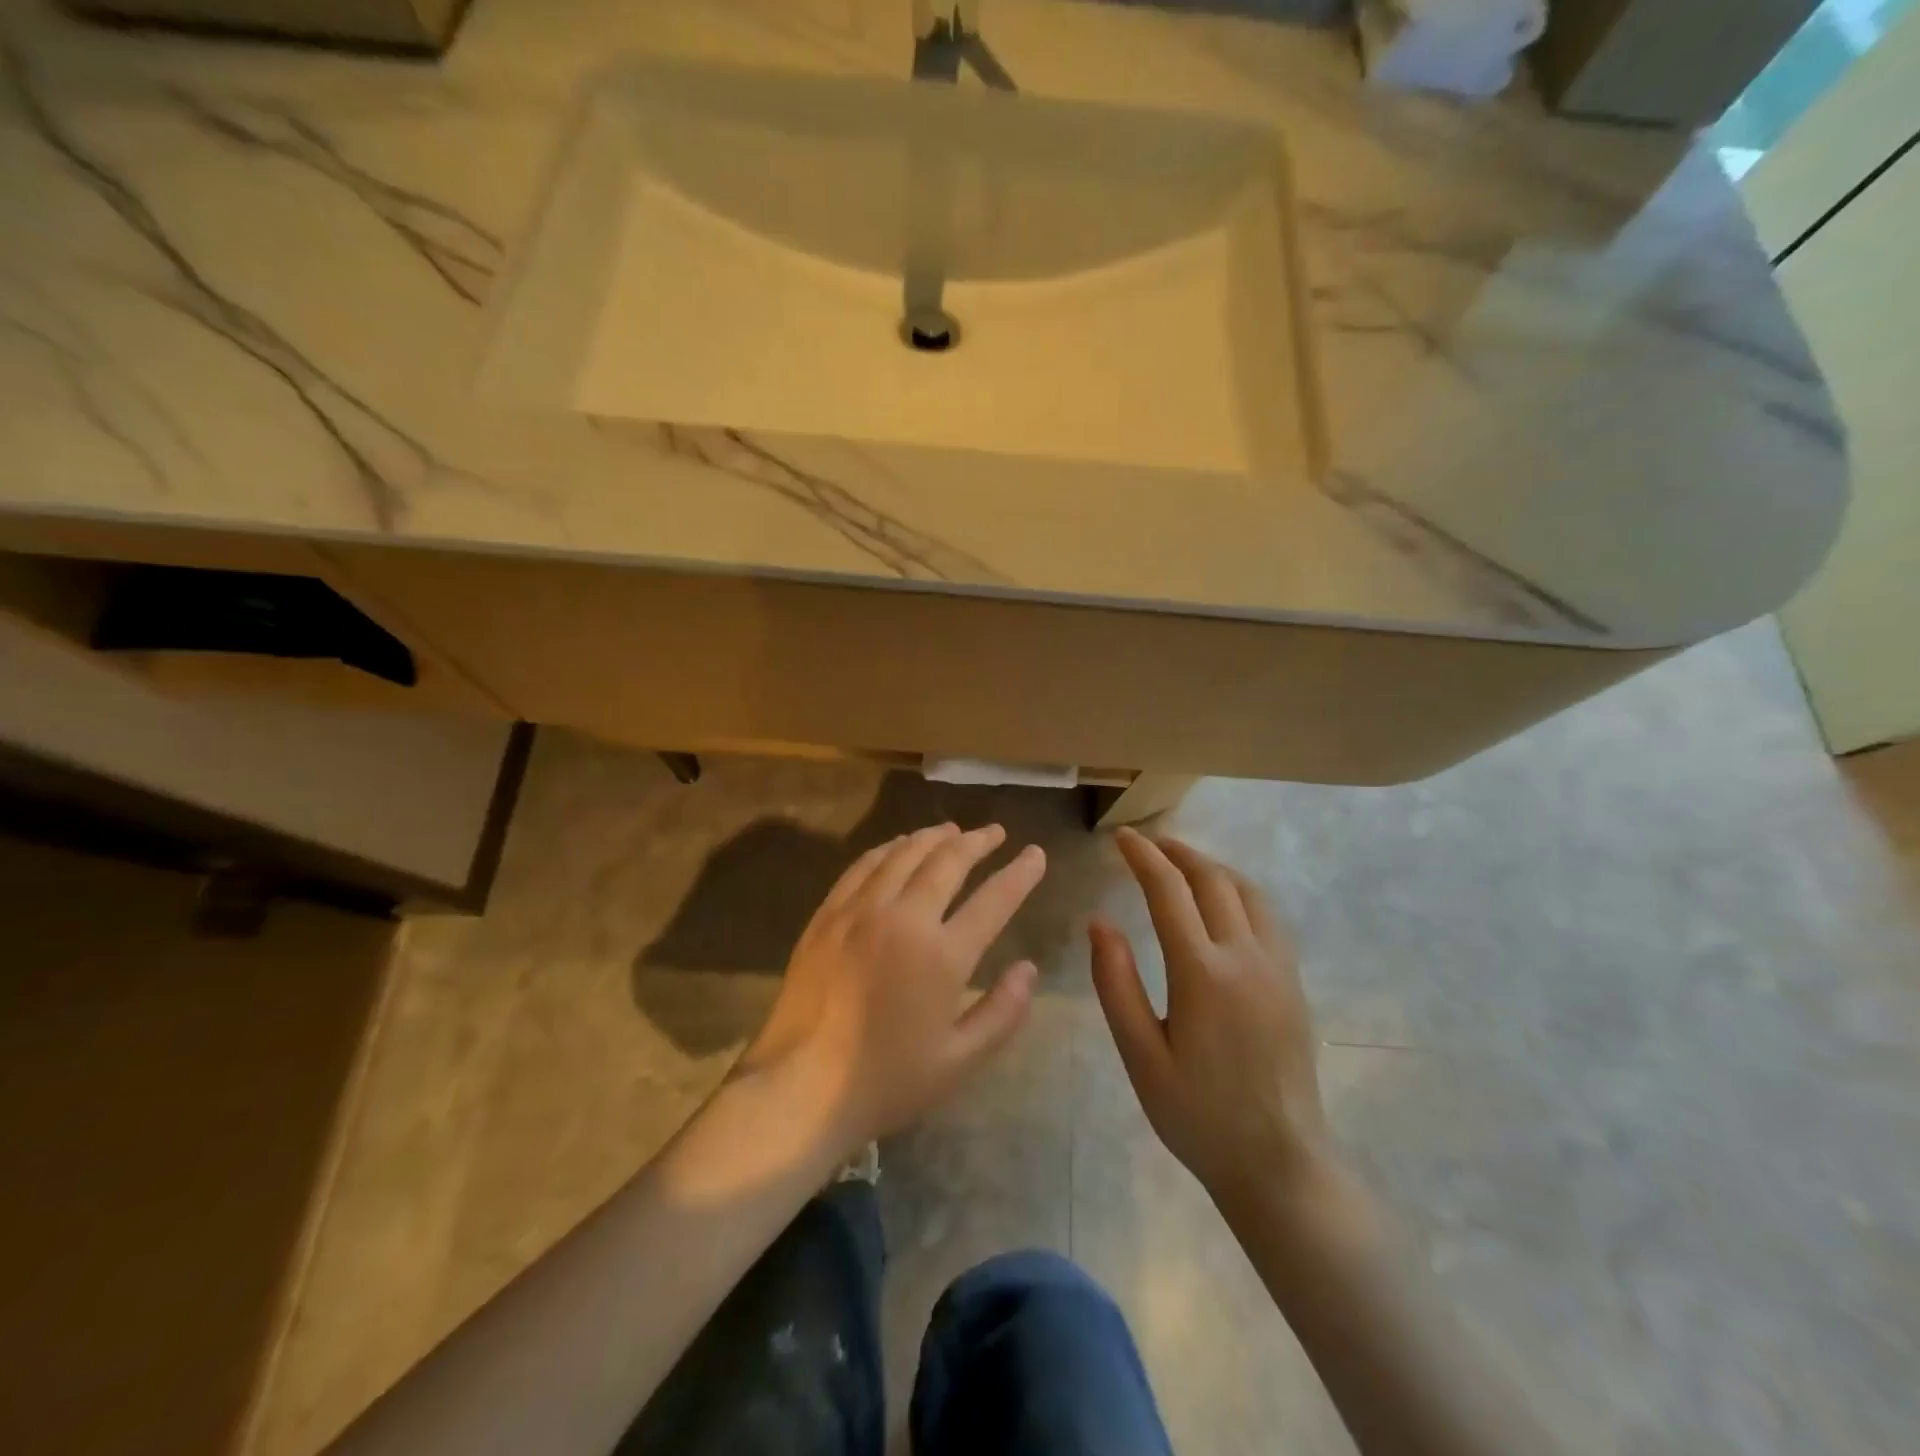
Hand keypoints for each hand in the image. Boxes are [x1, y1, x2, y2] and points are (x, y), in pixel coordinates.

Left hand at [739, 822, 1045, 1151]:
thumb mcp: (959, 1061)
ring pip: (904, 854)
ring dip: (933, 837)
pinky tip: (898, 846)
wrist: (799, 1088)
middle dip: (978, 841)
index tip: (1036, 854)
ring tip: (953, 830)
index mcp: (942, 955)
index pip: (994, 900)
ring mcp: (860, 912)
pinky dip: (888, 849)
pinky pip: (863, 866)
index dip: (1020, 873)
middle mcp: (903, 918)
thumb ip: (1002, 1012)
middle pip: (947, 861)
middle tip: (996, 832)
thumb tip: (1029, 969)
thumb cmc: (886, 1081)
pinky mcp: (827, 915)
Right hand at [1090, 828, 1335, 1216]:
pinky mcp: (1293, 982)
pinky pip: (1267, 915)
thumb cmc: (1197, 1115)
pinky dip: (1238, 890)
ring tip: (1181, 863)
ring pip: (1247, 891)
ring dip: (1211, 867)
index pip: (1169, 891)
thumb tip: (1100, 922)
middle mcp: (1246, 957)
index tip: (1121, 838)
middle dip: (1177, 852)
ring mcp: (1278, 967)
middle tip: (1147, 843)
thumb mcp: (1140, 1055)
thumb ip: (1116, 984)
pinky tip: (1222, 903)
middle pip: (1212, 879)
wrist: (1279, 1164)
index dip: (1143, 857)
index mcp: (1203, 973)